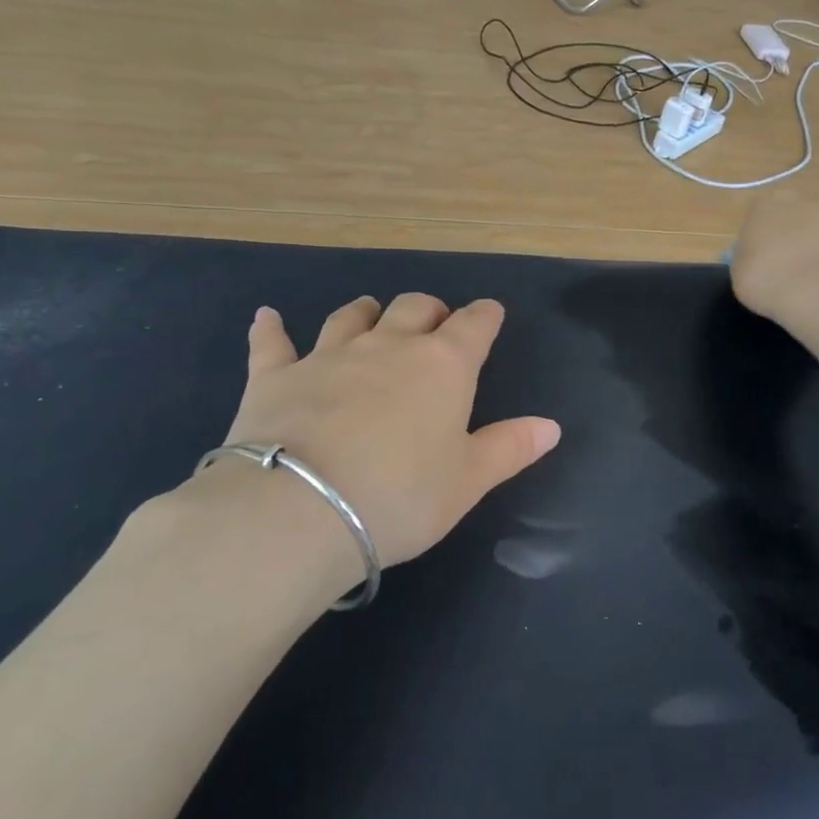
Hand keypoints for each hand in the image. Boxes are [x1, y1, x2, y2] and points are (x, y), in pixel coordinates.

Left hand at [175, 296, 559, 572]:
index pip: (473, 326)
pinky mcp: (275, 376)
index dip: (485, 316)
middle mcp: (387, 347)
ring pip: (351, 317)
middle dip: (429, 310)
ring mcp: (327, 356)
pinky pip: (272, 343)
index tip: (490, 312)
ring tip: (371, 312)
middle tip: (434, 321)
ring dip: (366, 312)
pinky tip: (267, 317)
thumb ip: (509, 448)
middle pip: (413, 308)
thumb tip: (551, 425)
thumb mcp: (467, 482)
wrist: (299, 510)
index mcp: (441, 367)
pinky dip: (271, 328)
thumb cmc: (400, 498)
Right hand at [730, 196, 818, 322]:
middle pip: (809, 211)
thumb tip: (760, 259)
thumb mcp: (740, 272)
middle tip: (797, 259)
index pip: (766, 207)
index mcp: (770, 206)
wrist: (816, 293)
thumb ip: (751, 258)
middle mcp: (810, 206)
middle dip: (806, 229)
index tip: (762, 250)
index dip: (766, 227)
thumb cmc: (764, 279)